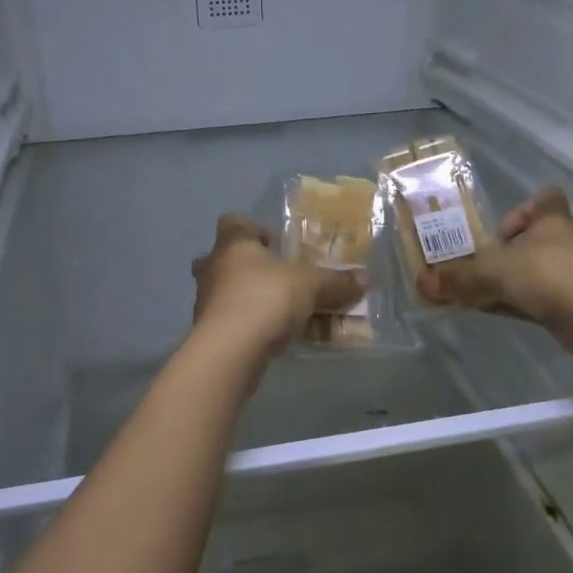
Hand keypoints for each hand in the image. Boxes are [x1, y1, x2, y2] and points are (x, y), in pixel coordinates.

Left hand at [190, 215, 367, 353]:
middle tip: (276, 276)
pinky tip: (275, 337)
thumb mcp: (310, 286)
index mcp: (234, 244)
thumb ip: (336, 282)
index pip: (234, 221)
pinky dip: (250, 325)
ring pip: (227, 291)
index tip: (276, 243)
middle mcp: (213, 267)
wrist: (229, 351)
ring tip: (283, 311)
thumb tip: (366, 278)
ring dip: (250, 298)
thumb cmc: (266, 299)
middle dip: (249, 266)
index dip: (254, 228)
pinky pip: (232, 320)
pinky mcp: (209, 331)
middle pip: (226, 257)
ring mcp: (205, 300)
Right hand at [414, 188, 572, 344]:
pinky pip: (538, 299)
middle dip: (505, 253)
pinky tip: (494, 312)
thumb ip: (458, 277)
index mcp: (551, 221)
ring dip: (509, 281)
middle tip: (478, 266)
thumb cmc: (547, 276)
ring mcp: (572, 276)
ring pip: (534, 272)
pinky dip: (516, 303)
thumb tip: (421, 281)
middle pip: (534, 239)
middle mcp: (564, 244)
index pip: (547, 199)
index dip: (524, 209)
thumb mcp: (493, 272)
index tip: (501, 229)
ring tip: (479, 293)